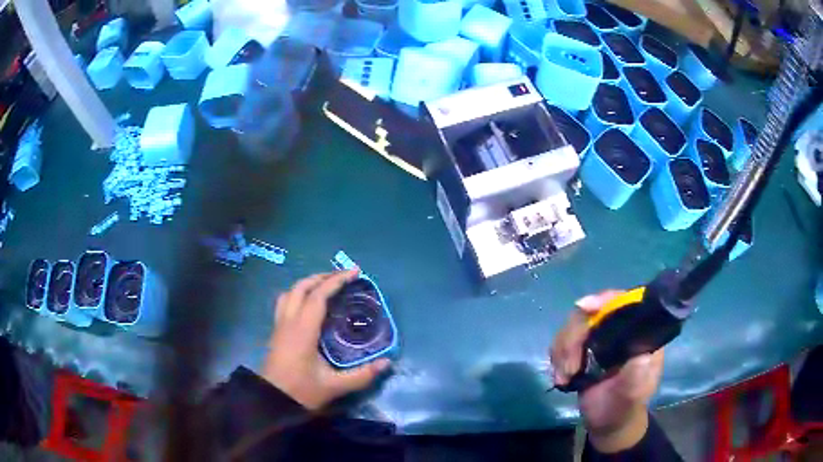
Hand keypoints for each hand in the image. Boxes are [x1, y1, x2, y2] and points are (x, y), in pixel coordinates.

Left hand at [262, 270, 390, 410]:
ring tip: (326, 285)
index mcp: (303, 330)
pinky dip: (298, 294)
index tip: (355, 272)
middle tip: (343, 277)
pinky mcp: (276, 332)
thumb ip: (362, 375)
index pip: (318, 296)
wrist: (271, 401)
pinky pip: (285, 301)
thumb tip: (386, 363)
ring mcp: (279, 325)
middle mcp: (288, 321)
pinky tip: (308, 304)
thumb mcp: (334, 386)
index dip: (336, 281)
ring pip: (290, 292)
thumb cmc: (300, 392)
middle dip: (323, 277)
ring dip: (308, 283)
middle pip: (301, 287)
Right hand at [550, 291, 664, 452]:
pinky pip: (563, 340)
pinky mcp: (582, 349)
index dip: (605, 300)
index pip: (625, 304)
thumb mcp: (633, 394)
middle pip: (592, 312)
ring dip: (562, 350)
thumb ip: (637, 376)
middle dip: (574, 337)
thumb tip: (641, 354)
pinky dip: (557, 356)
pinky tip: (560, 376)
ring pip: (573, 325)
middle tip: (568, 367)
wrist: (607, 424)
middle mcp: (619, 329)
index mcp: (639, 334)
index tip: (585, 308)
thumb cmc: (624, 407)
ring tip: (564, 377)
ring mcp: (599, 338)